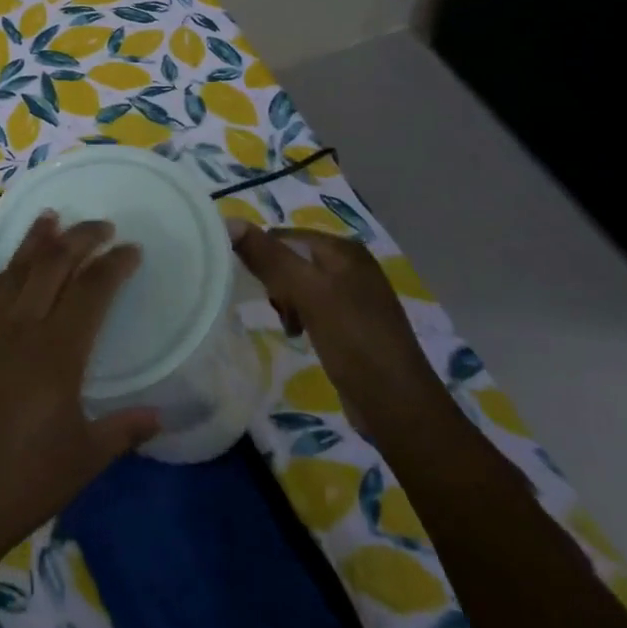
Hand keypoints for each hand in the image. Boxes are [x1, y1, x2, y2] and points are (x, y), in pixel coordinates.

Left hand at [0, 213, 159, 562]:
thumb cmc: (22, 482)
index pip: (92, 289)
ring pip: (16, 268)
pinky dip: (3, 269)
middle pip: (53, 265)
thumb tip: (162, 414)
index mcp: (58, 352)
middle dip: (81, 238)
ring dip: (38, 240)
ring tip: (53, 218)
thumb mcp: (84, 460)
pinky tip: (9, 268)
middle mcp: (21, 326)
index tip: (132, 249)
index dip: (114, 264)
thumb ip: (124, 429)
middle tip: (102, 226)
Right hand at [230, 223, 443, 434]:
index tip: (249, 285)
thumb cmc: (352, 340)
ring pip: (300, 285)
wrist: (398, 405)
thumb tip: (228, 222)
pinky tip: (301, 335)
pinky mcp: (353, 324)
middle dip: (276, 283)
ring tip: (289, 325)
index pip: (283, 236)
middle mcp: (351, 265)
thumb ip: (269, 256)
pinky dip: (301, 317)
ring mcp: (355, 295)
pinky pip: (314, 307)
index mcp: (344, 249)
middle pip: (292, 259)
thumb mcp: (307, 292)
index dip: (261, 255)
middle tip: (277, 310)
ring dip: (286, 302)